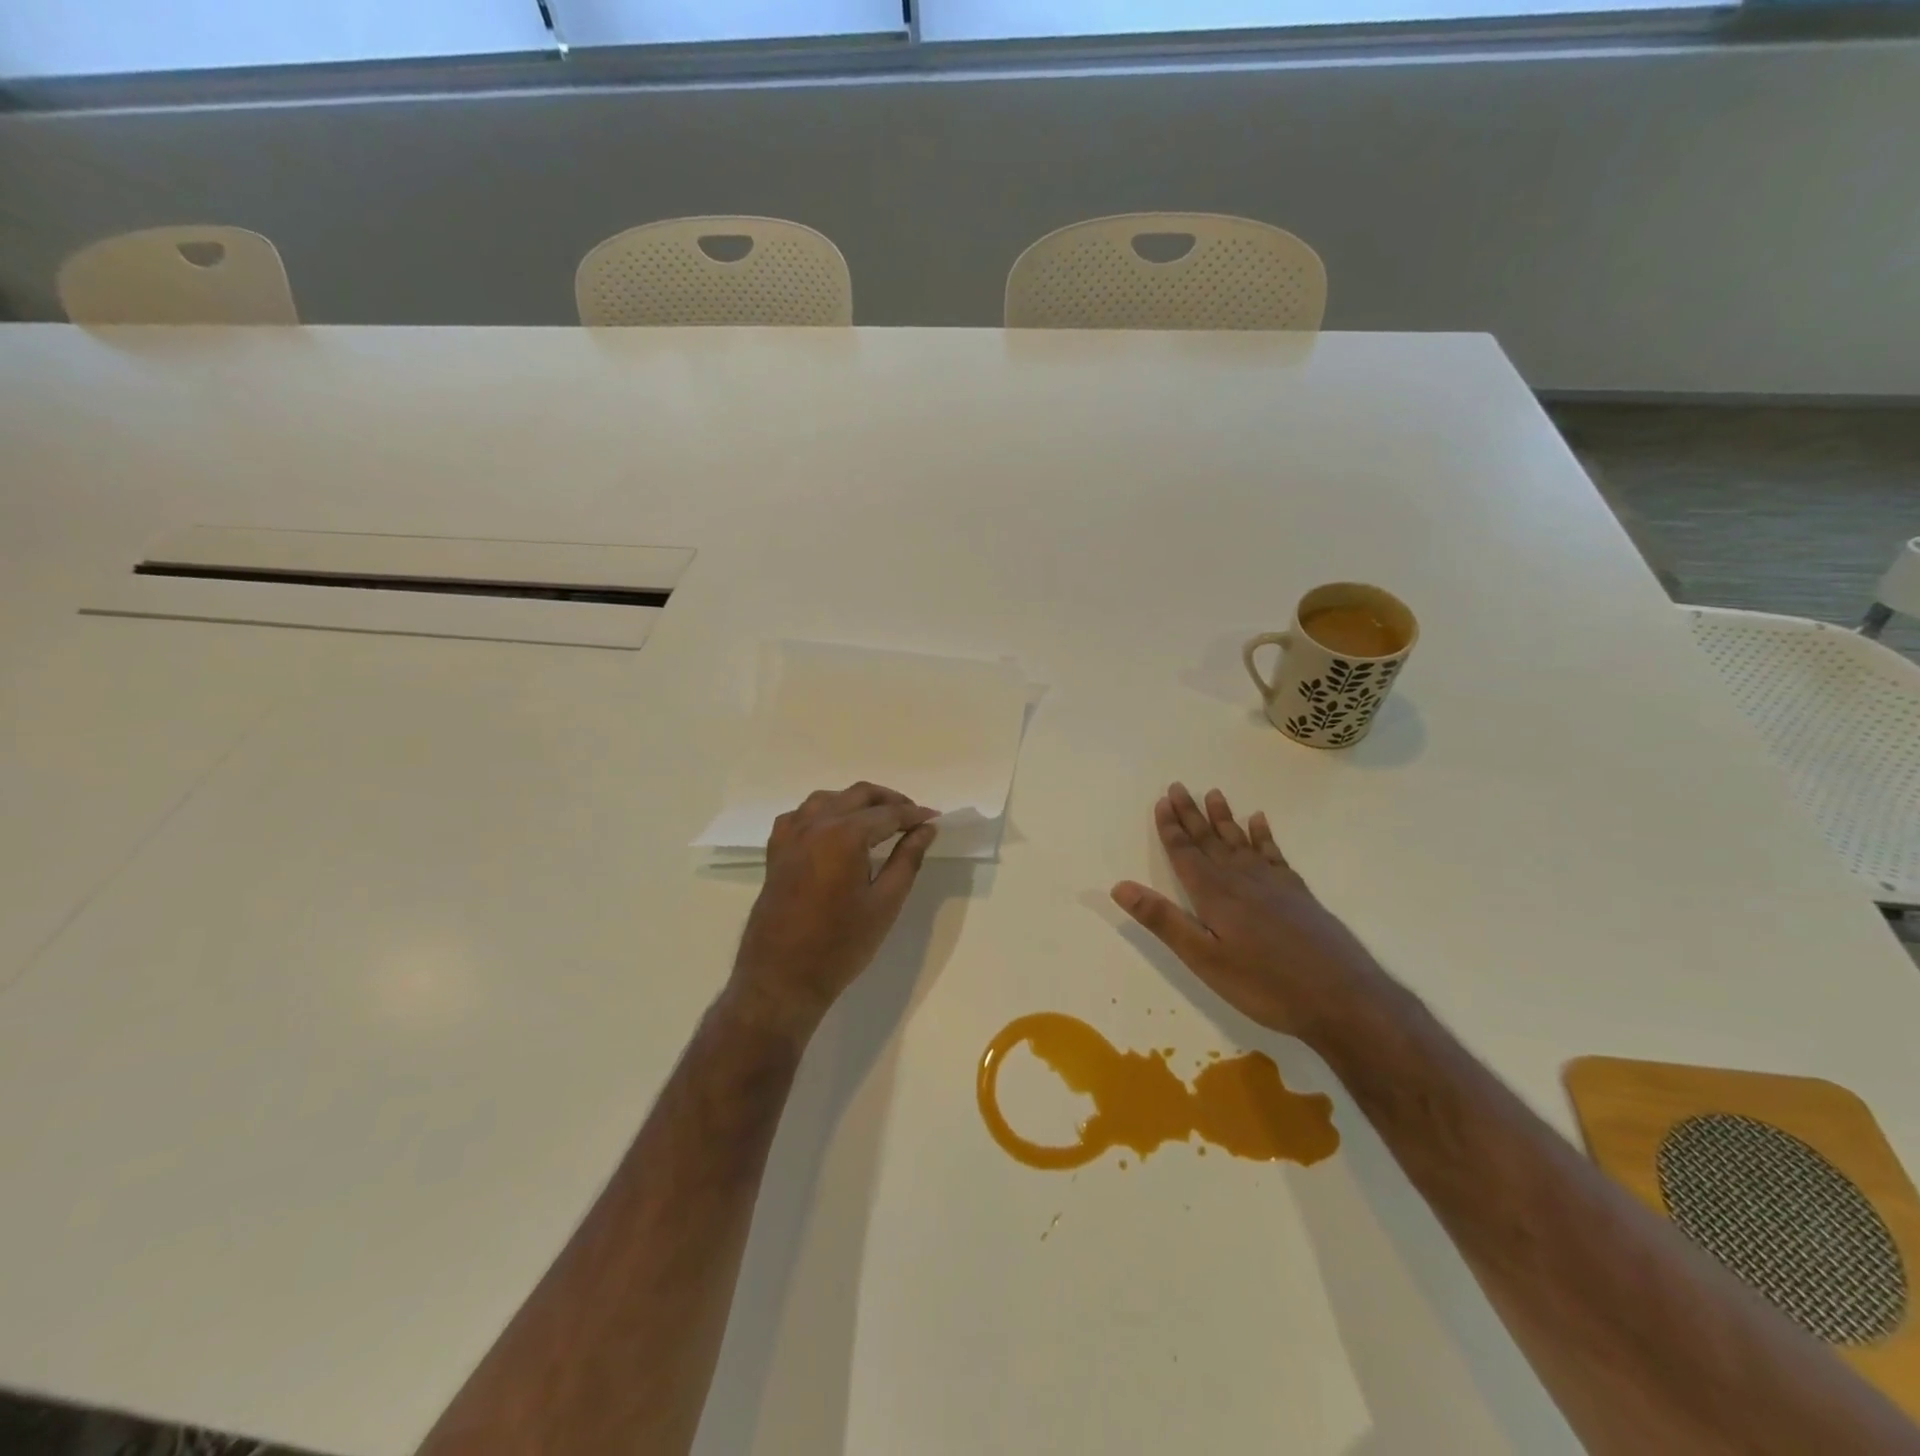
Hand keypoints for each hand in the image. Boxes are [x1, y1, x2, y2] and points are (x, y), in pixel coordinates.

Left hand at [727, 782, 939, 1041]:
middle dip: (889, 801)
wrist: (782, 978)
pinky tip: (833, 829)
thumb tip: (926, 829)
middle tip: (912, 817)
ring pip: (828, 798)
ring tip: (878, 819)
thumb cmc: (841, 945)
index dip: (915, 815)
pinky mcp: (776, 852)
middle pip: (858, 795)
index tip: (936, 818)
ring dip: (856, 801)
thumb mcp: (885, 903)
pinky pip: (800, 815)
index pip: (888, 814)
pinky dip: (823, 812)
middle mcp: (815, 825)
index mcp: (844, 835)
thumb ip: (907, 859)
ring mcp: (791, 836)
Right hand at [1110, 783, 1382, 1042]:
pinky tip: (1259, 821)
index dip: (1171, 828)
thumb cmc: (1265, 984)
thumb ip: (1163, 920)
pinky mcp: (1297, 893)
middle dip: (1192, 814)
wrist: (1342, 997)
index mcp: (1214, 895)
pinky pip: (1274, 854)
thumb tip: (1121, 886)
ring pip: (1240, 841)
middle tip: (1178, 786)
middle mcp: (1241, 880)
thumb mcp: (1204, 959)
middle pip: (1210, 840)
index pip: (1185, 853)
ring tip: (1214, 793)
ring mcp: (1273, 884)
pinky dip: (1264, 835)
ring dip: (1224, 818)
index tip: (1162, 801)